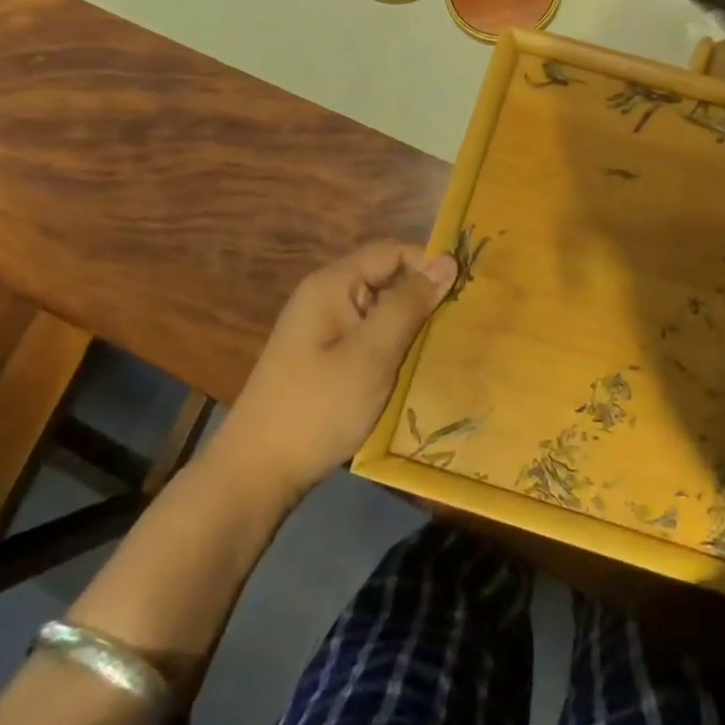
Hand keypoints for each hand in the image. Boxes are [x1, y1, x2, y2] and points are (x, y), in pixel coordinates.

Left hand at [221, 241, 456, 499]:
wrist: (257, 472)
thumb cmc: (317, 408)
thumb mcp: (371, 355)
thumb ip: (410, 305)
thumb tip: (448, 260)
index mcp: (333, 285)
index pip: (392, 251)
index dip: (429, 264)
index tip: (467, 292)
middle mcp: (326, 297)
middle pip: (386, 278)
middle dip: (424, 297)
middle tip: (464, 323)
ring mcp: (323, 329)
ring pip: (381, 311)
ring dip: (411, 326)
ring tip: (448, 347)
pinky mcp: (325, 358)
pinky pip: (369, 337)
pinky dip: (394, 347)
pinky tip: (416, 369)